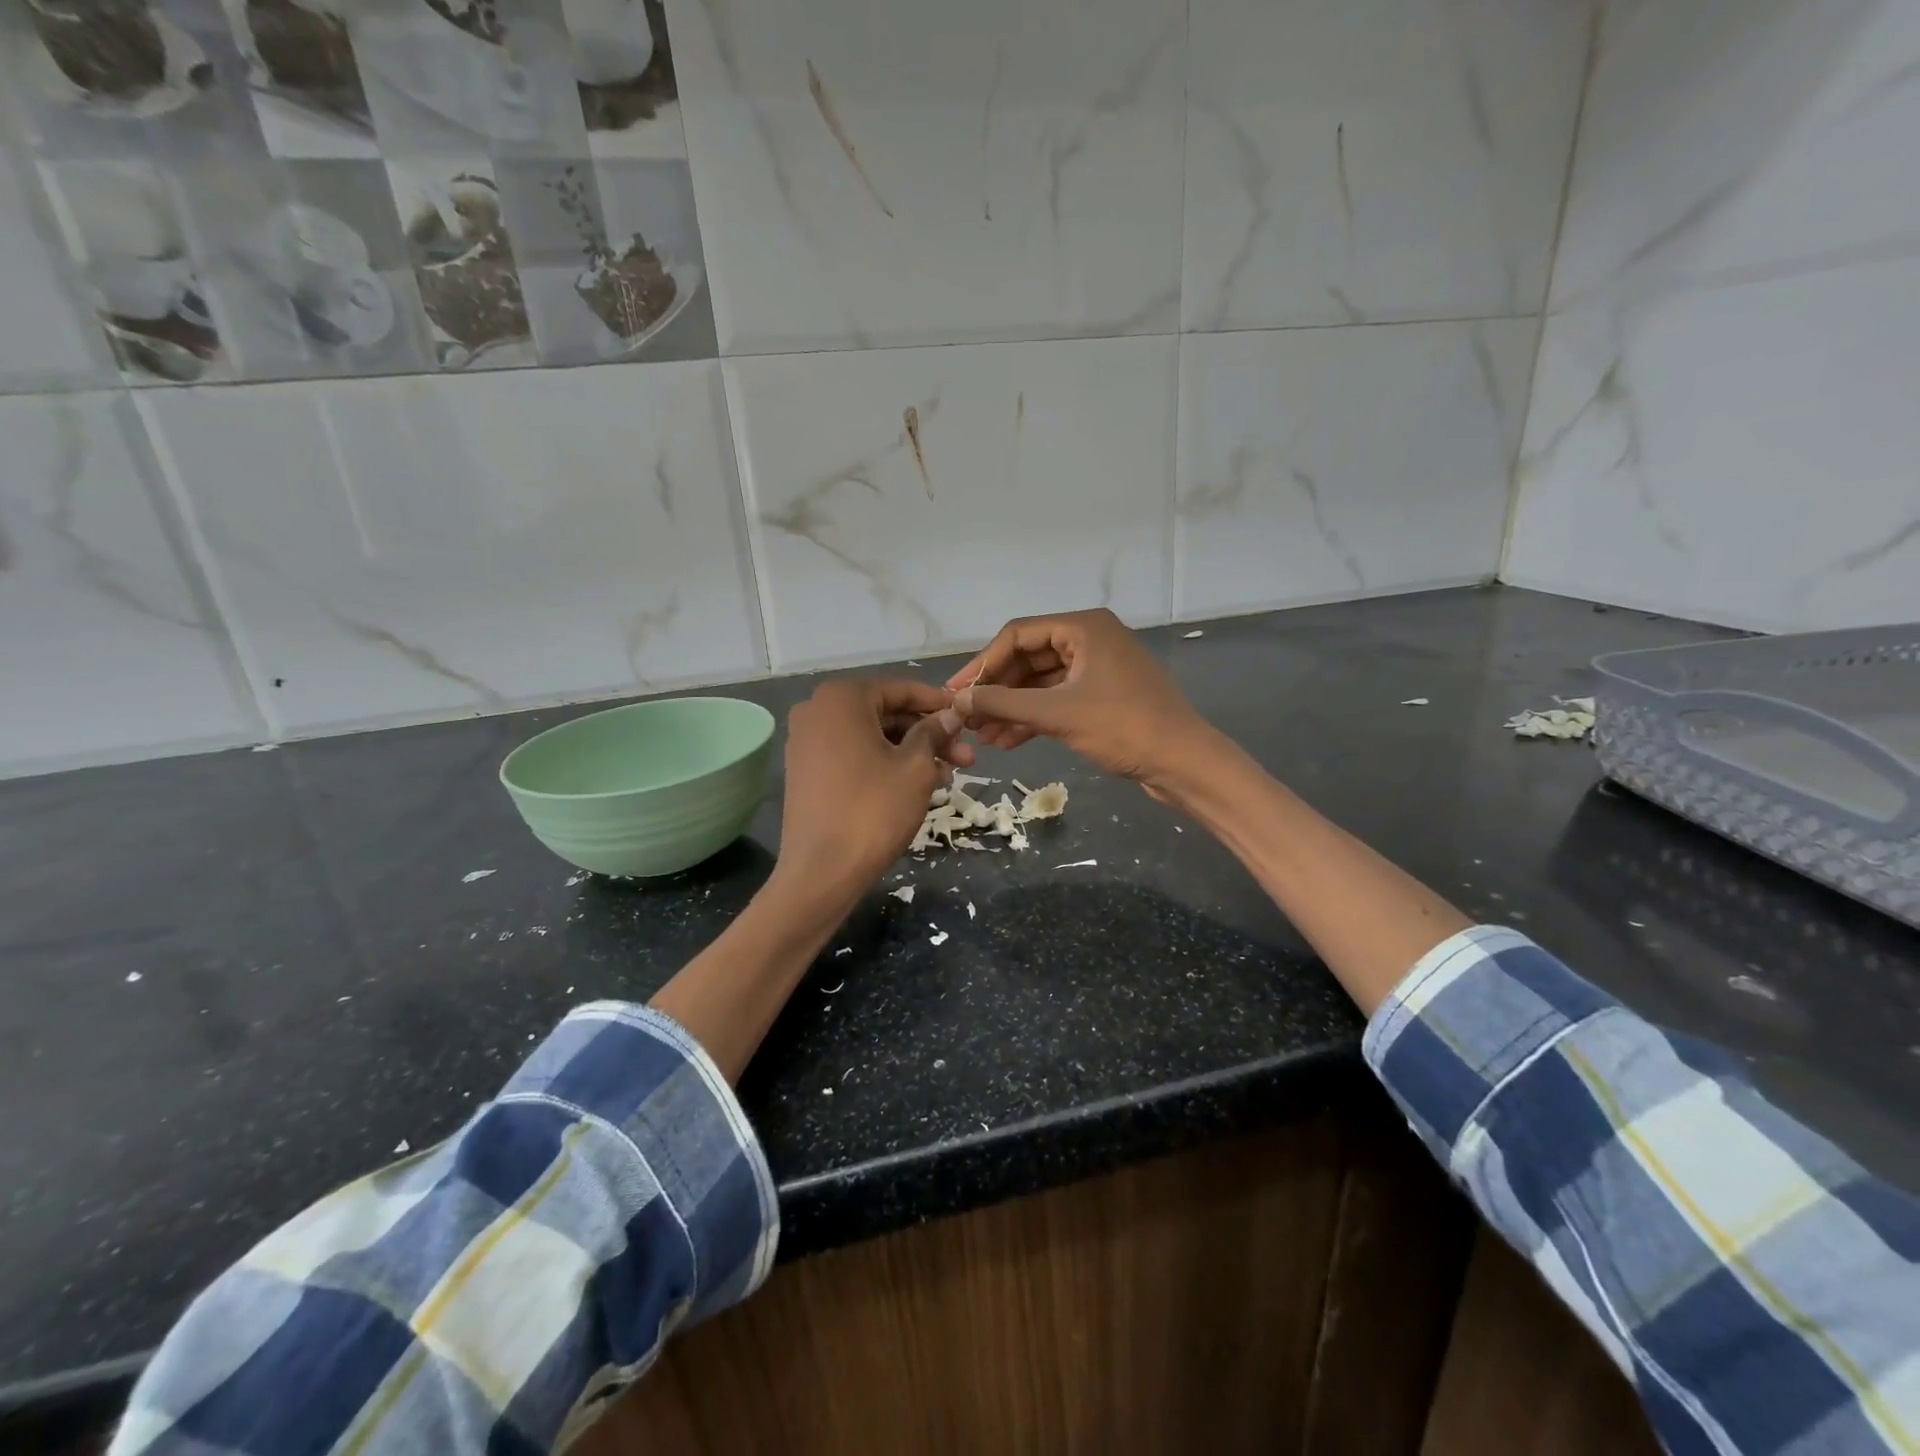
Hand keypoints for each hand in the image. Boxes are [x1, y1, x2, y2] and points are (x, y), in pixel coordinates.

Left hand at [774, 677, 963, 896]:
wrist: (821, 871)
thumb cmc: (873, 810)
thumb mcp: (915, 767)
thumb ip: (933, 732)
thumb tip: (949, 715)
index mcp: (841, 698)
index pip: (901, 689)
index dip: (938, 703)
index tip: (966, 717)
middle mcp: (817, 710)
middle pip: (885, 714)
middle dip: (928, 734)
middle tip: (965, 757)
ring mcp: (806, 742)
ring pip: (871, 737)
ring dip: (910, 752)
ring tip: (947, 776)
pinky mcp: (805, 771)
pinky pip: (853, 755)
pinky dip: (884, 764)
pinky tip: (915, 785)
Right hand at [948, 609, 1221, 797]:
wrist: (1184, 763)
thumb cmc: (1123, 727)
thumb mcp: (1057, 714)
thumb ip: (1003, 704)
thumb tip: (956, 701)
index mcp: (1083, 627)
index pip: (1017, 635)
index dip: (982, 664)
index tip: (956, 693)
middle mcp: (1090, 640)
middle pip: (1028, 658)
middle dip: (996, 690)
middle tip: (966, 718)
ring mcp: (1097, 669)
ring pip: (1041, 683)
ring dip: (1011, 708)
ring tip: (982, 736)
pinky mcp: (1102, 696)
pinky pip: (1057, 700)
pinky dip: (1033, 718)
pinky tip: (1007, 741)